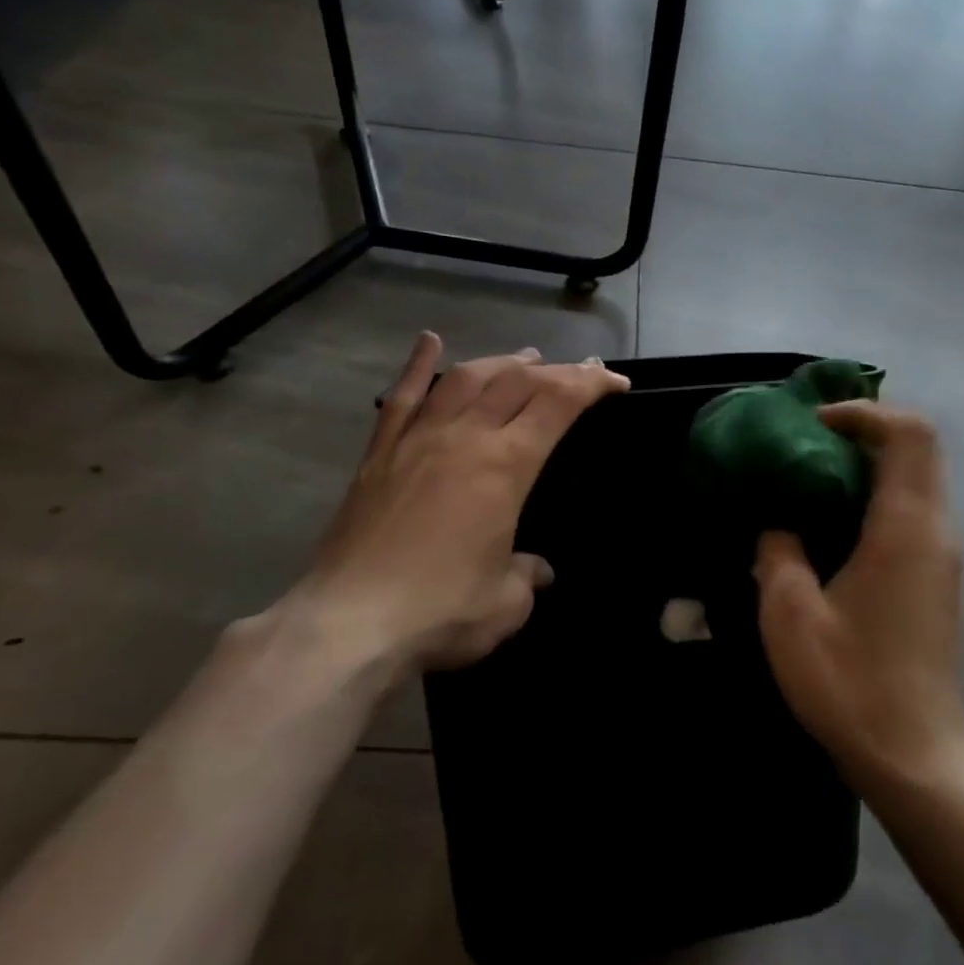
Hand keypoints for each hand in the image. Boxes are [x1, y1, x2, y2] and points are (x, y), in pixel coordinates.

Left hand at [275, 331, 628, 674]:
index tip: (615, 383)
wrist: (348, 623)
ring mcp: (417, 440)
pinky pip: (402, 397)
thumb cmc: (440, 611)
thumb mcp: (506, 603)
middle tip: (580, 372)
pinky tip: (429, 341)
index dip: (592, 384)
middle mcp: (463, 437)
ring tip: (525, 359)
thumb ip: (528, 576)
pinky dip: (418, 366)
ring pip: (465, 378)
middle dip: (557, 370)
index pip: (558, 403)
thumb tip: (538, 570)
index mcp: (505, 466)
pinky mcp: (379, 454)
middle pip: (516, 381)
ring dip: (500, 362)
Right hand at [753, 401, 963, 792]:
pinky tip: (831, 525)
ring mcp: (941, 558)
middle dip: (866, 431)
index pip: (910, 434)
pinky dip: (875, 496)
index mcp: (905, 527)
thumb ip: (778, 550)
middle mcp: (935, 531)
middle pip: (919, 449)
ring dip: (870, 464)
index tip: (813, 423)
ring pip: (918, 480)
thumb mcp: (790, 613)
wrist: (914, 758)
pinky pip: (912, 513)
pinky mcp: (936, 581)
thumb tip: (778, 524)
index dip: (865, 413)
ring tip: (810, 477)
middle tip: (806, 442)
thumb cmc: (850, 683)